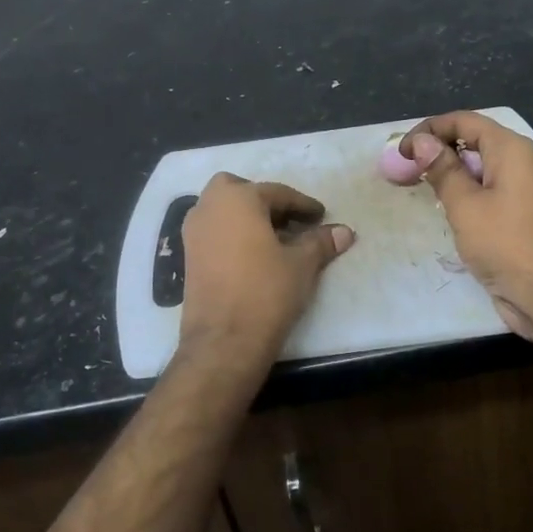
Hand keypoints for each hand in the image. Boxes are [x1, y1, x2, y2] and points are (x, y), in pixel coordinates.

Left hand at [179, 173, 354, 361]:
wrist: (224, 341)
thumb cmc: (266, 291)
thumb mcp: (302, 264)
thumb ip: (321, 242)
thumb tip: (345, 232)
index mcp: (238, 198)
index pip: (277, 193)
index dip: (303, 205)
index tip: (321, 216)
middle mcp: (209, 206)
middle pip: (240, 191)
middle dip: (265, 201)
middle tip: (289, 221)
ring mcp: (193, 231)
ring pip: (223, 210)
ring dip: (246, 217)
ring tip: (274, 239)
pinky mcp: (187, 255)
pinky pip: (214, 230)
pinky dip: (232, 233)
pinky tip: (253, 255)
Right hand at [400, 112, 532, 346]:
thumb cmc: (507, 245)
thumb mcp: (465, 205)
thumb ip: (442, 170)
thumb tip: (422, 141)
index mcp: (511, 150)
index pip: (464, 121)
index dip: (430, 130)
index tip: (402, 152)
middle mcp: (521, 163)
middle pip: (473, 142)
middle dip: (437, 151)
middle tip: (405, 171)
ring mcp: (525, 191)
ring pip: (480, 170)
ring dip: (450, 175)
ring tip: (420, 190)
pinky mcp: (522, 217)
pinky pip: (489, 193)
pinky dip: (466, 195)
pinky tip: (447, 213)